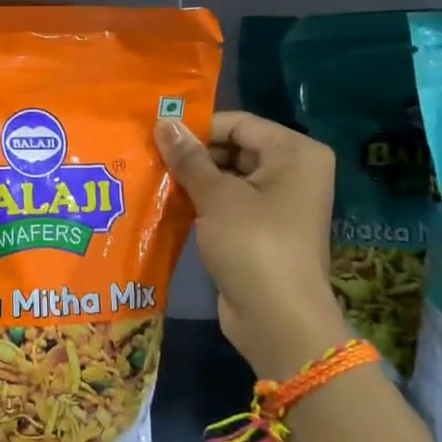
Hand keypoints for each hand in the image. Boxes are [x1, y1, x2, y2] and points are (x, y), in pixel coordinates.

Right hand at [155, 112, 350, 379]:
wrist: (278, 319)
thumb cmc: (253, 245)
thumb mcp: (217, 196)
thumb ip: (188, 158)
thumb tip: (163, 122)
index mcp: (295, 153)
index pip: (239, 124)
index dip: (197, 128)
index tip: (155, 135)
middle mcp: (293, 172)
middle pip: (233, 149)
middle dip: (192, 155)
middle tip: (147, 157)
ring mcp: (278, 203)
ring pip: (228, 178)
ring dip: (192, 180)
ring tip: (149, 178)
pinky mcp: (262, 230)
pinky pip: (228, 204)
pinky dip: (201, 203)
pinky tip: (166, 204)